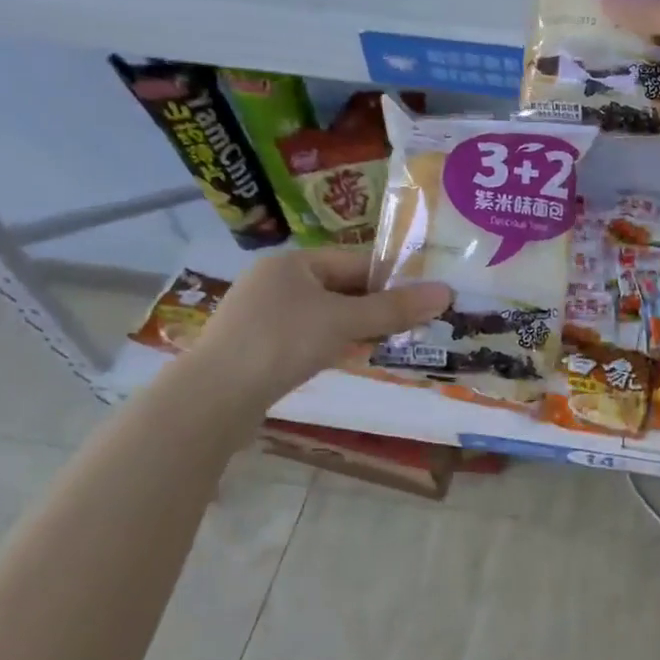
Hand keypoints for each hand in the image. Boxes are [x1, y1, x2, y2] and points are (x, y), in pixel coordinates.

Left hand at [189, 247, 450, 406]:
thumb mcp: (344, 322)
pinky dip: (332, 343)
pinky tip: (350, 357)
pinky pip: (307, 335)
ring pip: (326, 313)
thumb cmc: (282, 343)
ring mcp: (263, 314)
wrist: (213, 398)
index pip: (357, 261)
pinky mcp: (257, 346)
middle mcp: (276, 281)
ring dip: (358, 326)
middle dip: (378, 305)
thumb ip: (394, 309)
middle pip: (342, 287)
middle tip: (415, 323)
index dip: (394, 277)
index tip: (426, 296)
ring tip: (391, 342)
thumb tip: (447, 292)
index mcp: (294, 262)